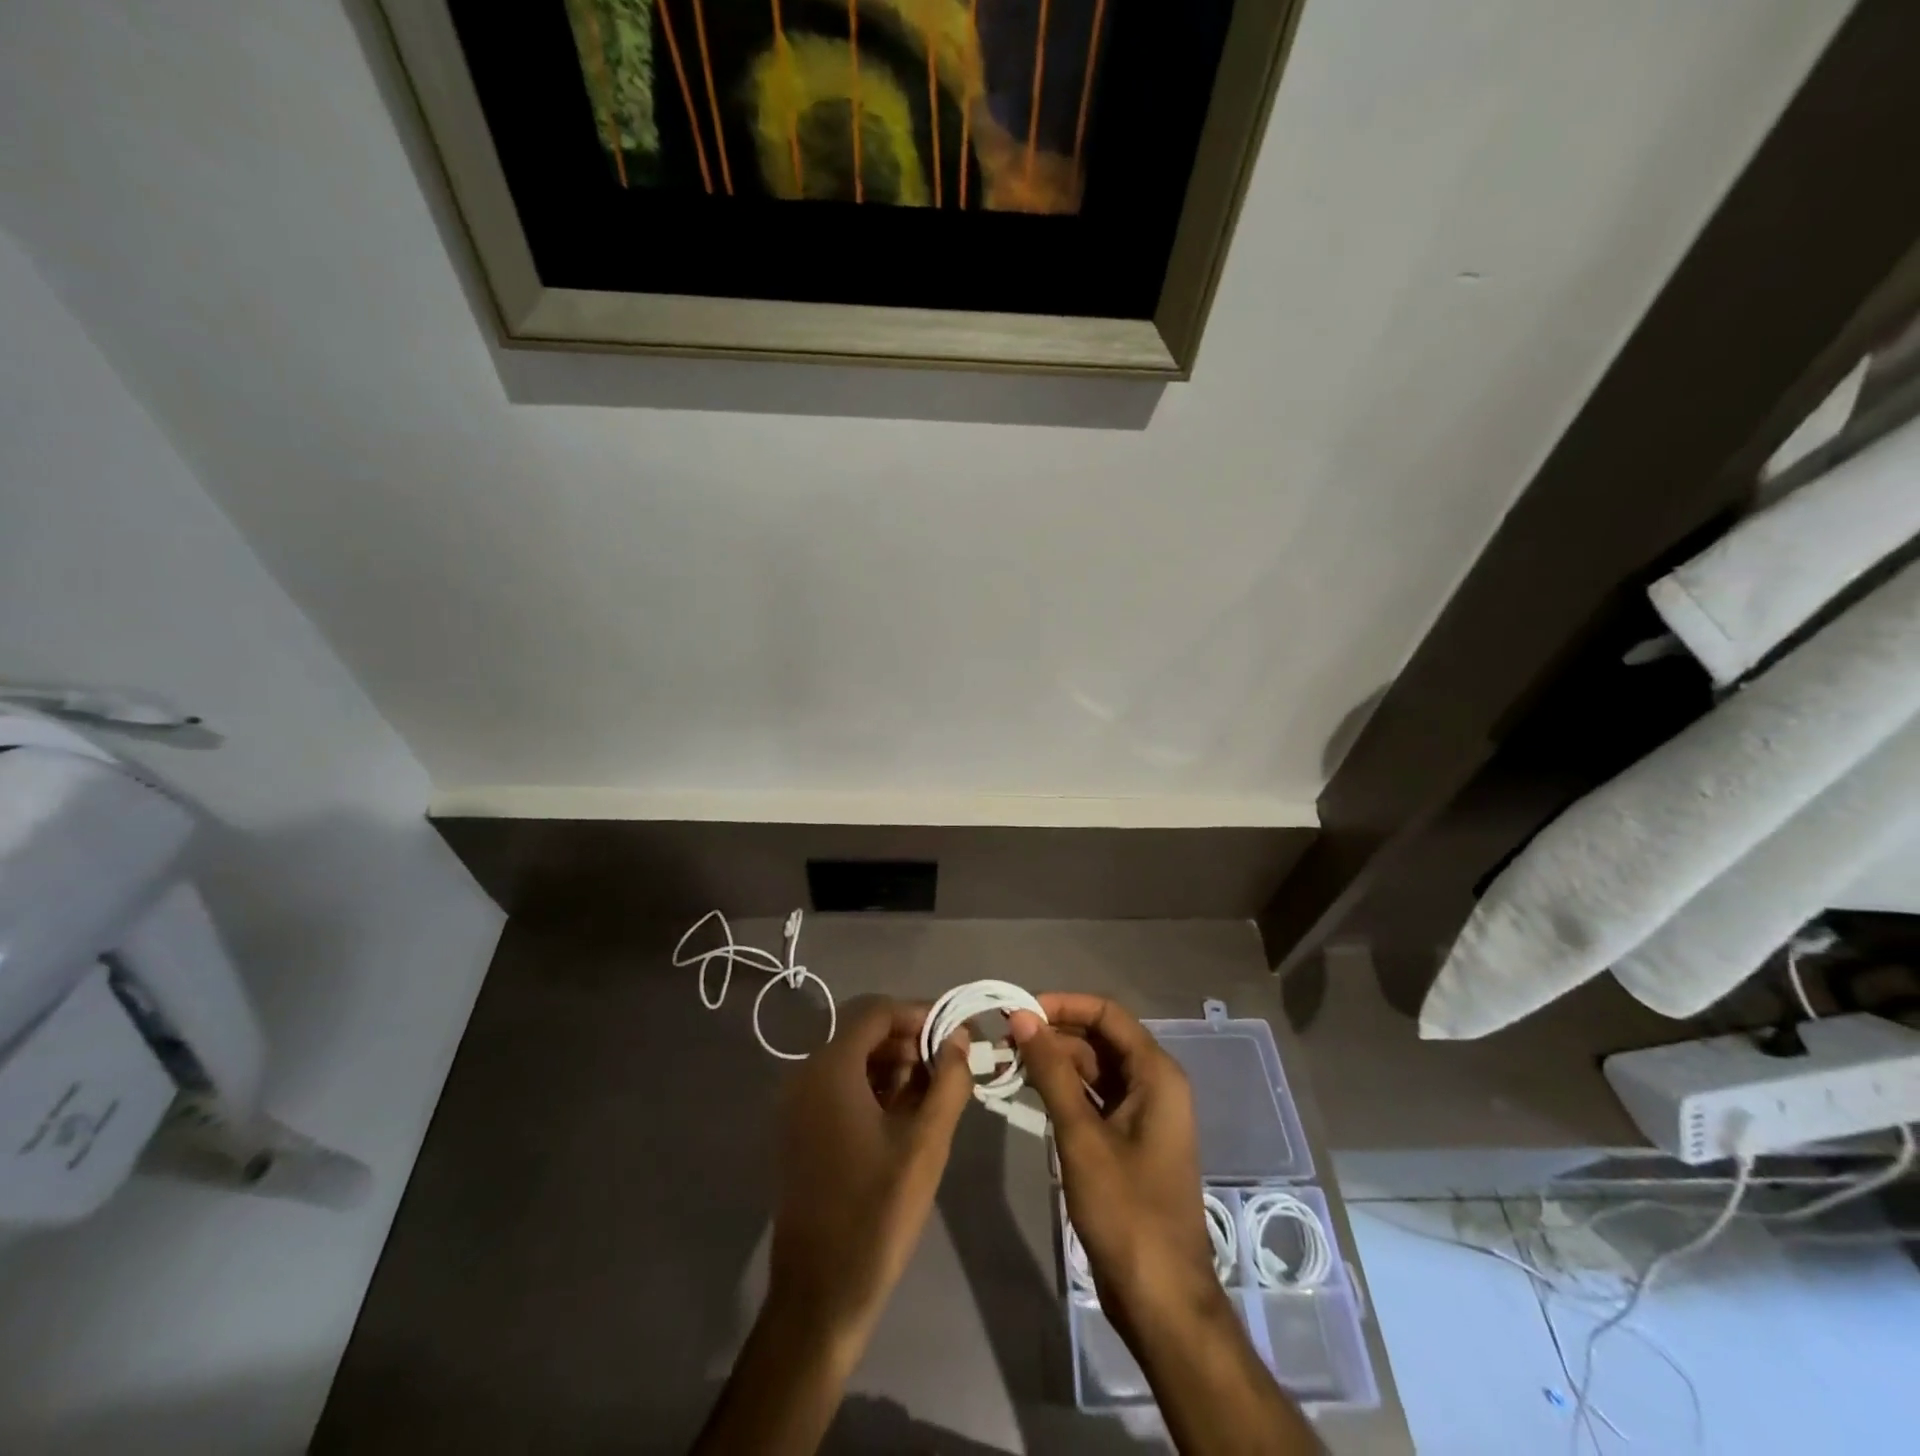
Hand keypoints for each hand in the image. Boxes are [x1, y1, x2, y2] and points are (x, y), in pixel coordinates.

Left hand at [766, 996, 973, 1352]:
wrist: (820, 1295)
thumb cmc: (877, 1212)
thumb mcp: (926, 1143)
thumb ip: (947, 1081)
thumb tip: (959, 1036)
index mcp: (830, 1069)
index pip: (876, 1011)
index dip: (918, 1013)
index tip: (955, 1032)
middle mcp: (806, 1075)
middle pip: (863, 1032)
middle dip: (909, 1040)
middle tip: (949, 1064)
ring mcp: (798, 1104)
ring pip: (853, 1060)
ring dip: (894, 1064)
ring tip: (934, 1091)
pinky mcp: (800, 1131)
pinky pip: (840, 1087)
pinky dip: (874, 1088)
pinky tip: (905, 1115)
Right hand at [1008, 995, 1223, 1331]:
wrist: (1160, 1297)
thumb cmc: (1125, 1210)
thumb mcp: (1081, 1135)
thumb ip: (1051, 1071)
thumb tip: (1023, 1017)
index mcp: (1156, 1074)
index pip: (1107, 1014)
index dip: (1063, 1004)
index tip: (1020, 1010)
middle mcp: (1154, 1084)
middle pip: (1100, 1038)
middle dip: (1055, 1033)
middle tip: (1006, 1038)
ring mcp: (1144, 1113)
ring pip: (1095, 1069)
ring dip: (1056, 1062)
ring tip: (1009, 1061)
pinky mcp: (1130, 1139)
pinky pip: (1096, 1098)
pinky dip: (1065, 1090)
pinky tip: (1031, 1092)